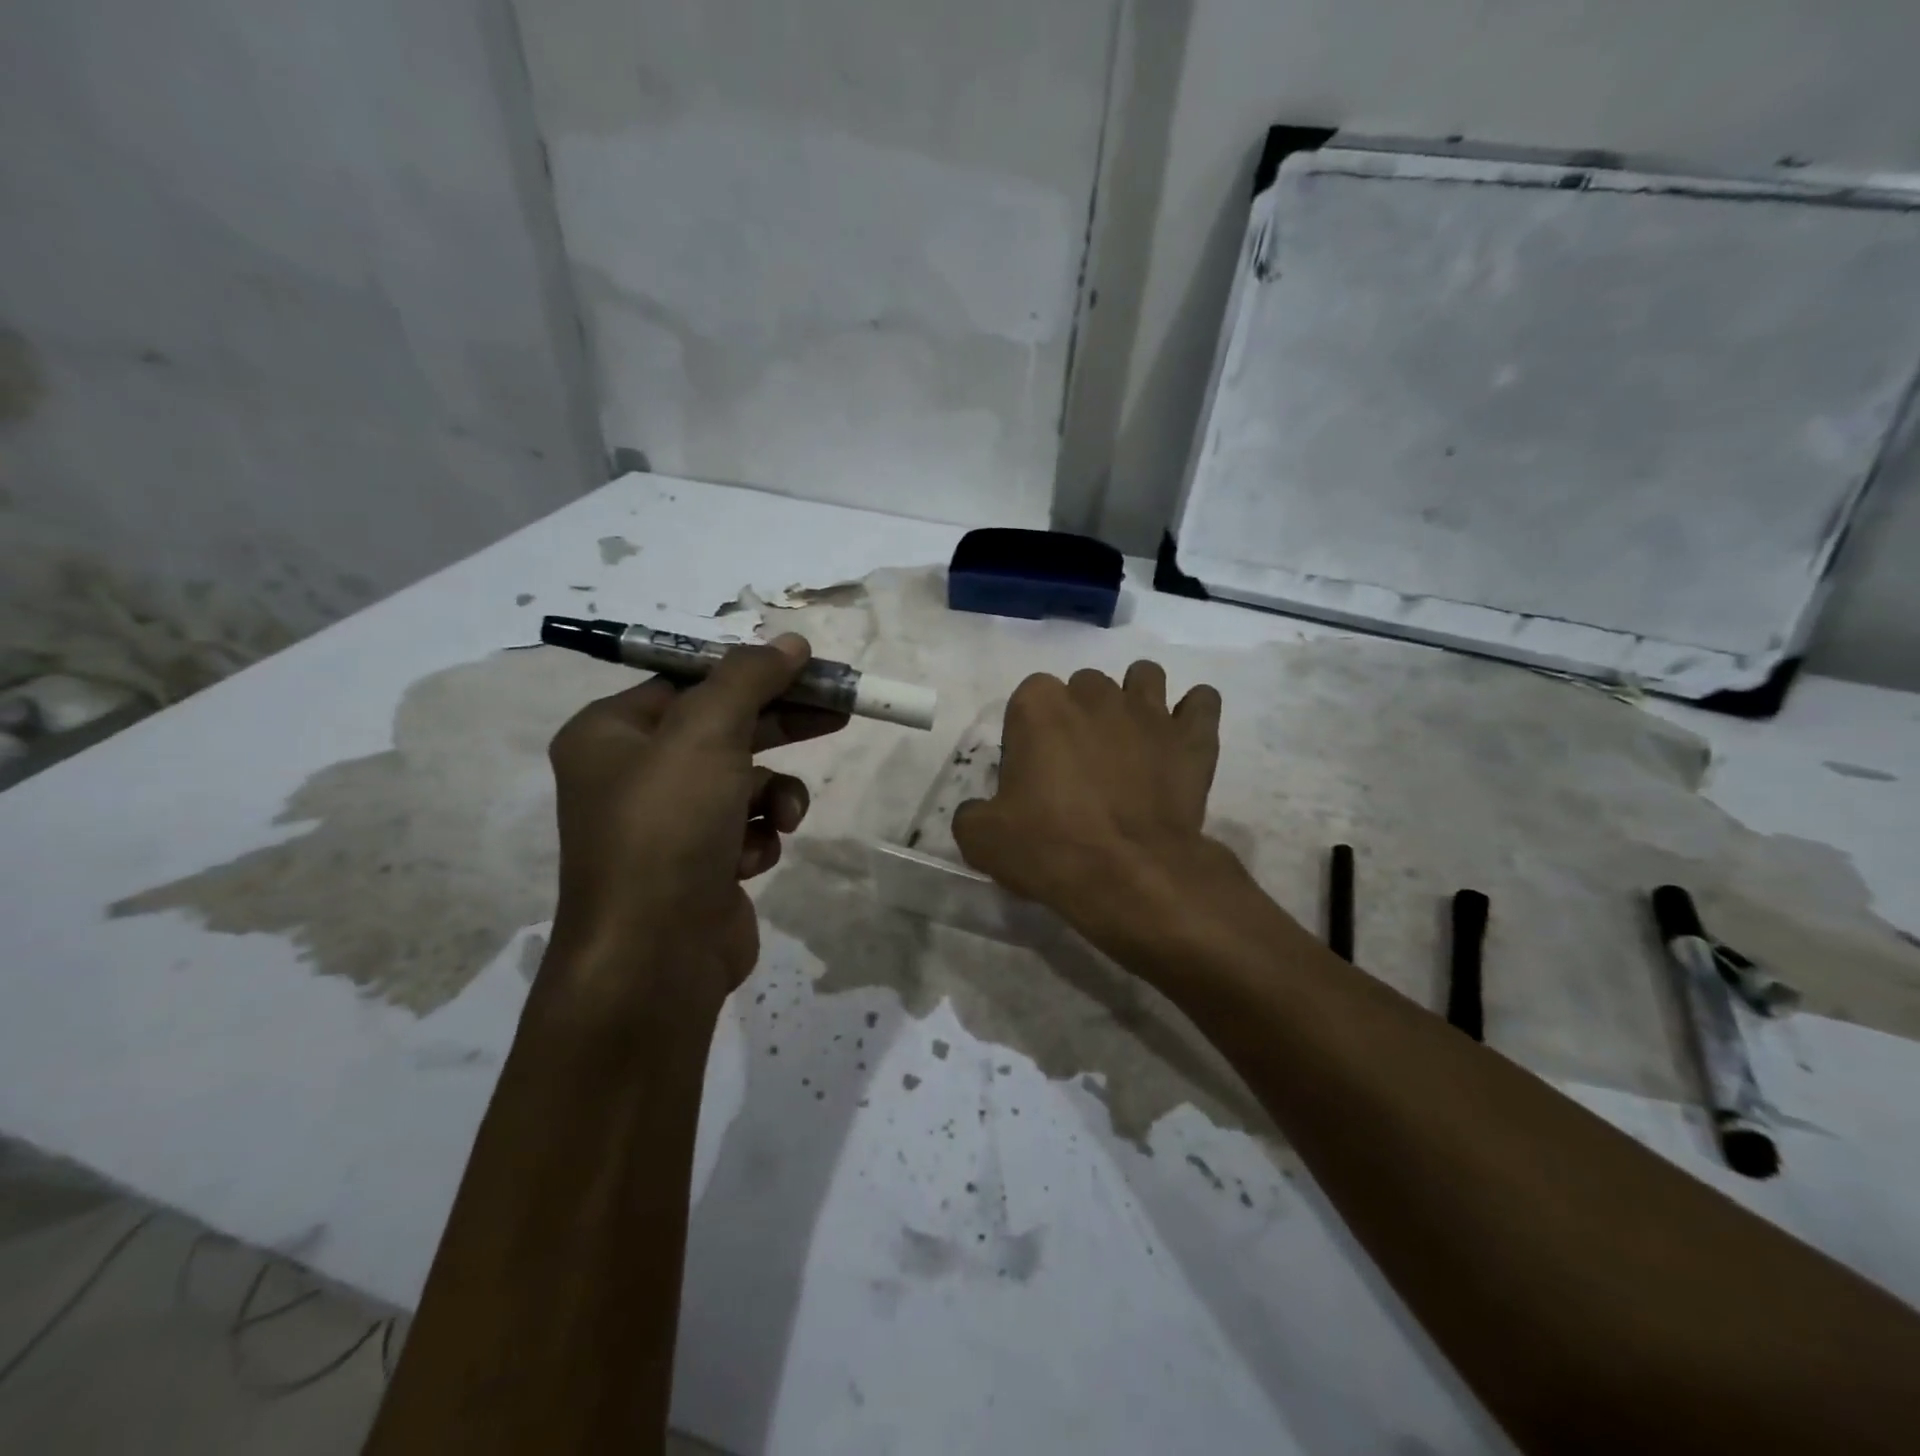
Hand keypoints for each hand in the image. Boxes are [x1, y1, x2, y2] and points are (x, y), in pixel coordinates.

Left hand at [544, 634, 846, 1005]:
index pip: (689, 681)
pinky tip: (753, 859)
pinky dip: (759, 837)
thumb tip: (791, 641)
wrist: (655, 958)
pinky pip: (745, 828)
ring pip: (744, 782)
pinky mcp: (699, 865)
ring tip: (784, 818)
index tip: (808, 668)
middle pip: (724, 728)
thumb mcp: (707, 734)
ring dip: (773, 796)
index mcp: (610, 734)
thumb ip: (749, 679)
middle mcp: (632, 775)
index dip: (752, 672)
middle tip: (840, 711)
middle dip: (781, 725)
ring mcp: (666, 825)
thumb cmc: (669, 829)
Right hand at [952, 662, 1237, 939]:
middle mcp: (1094, 694)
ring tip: (1130, 742)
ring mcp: (1149, 710)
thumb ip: (972, 812)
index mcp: (1039, 705)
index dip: (1028, 736)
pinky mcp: (1193, 737)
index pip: (1027, 701)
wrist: (1130, 875)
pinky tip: (1180, 739)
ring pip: (1144, 678)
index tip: (1032, 775)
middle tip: (1080, 767)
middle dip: (1080, 716)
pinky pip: (1203, 702)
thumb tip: (983, 809)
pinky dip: (1193, 714)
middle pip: (1083, 687)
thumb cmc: (1049, 847)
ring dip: (1135, 700)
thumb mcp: (981, 838)